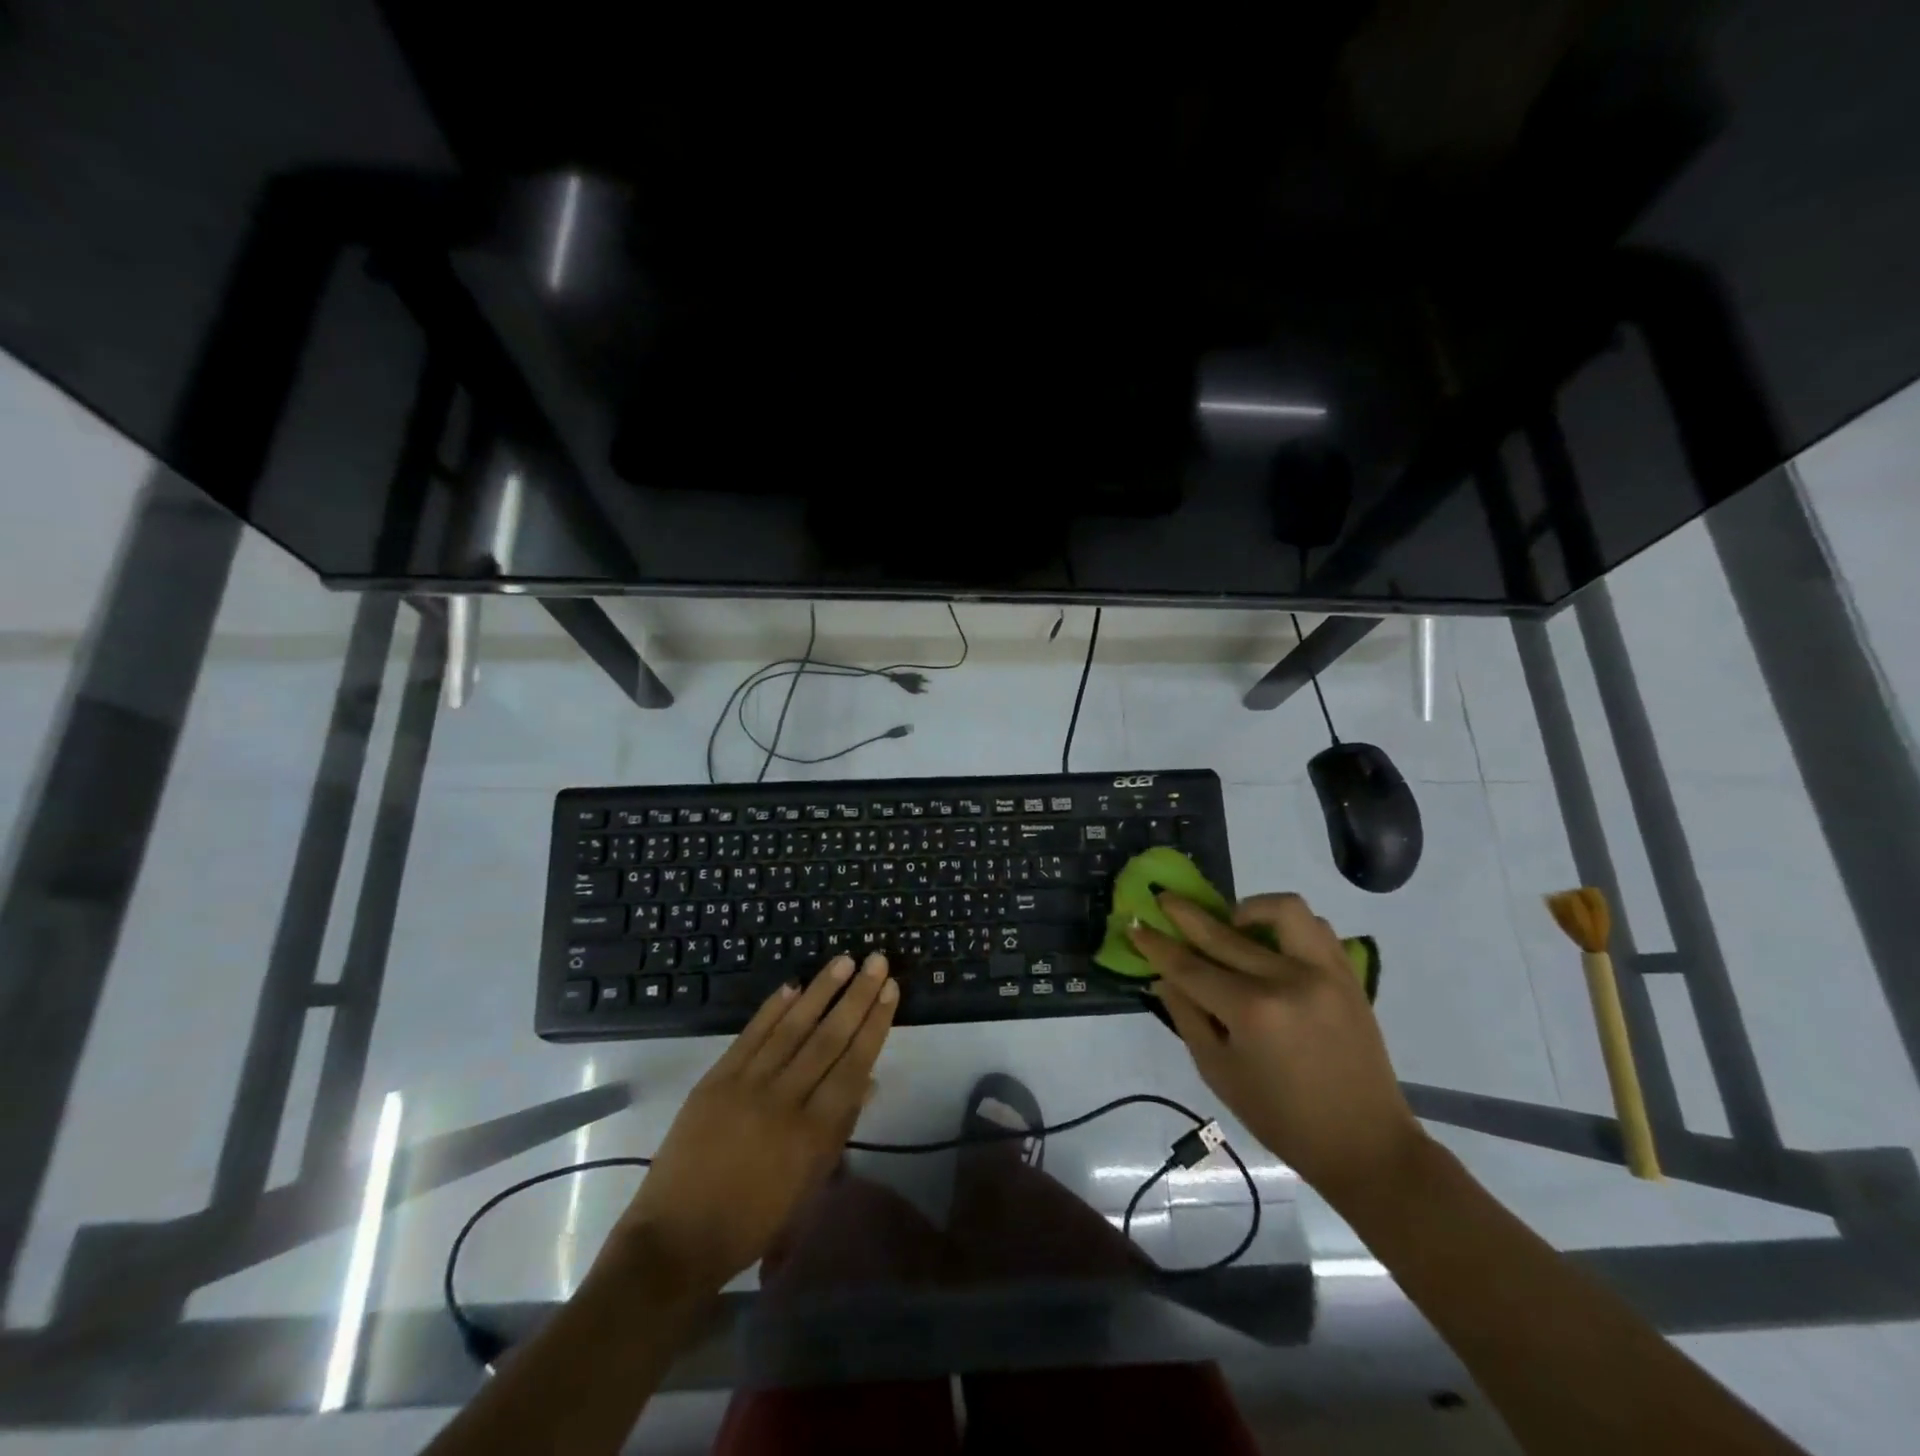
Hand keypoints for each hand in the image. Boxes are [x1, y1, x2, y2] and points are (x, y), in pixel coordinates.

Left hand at [607, 953, 897, 1298]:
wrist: (676, 1240)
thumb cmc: (753, 1222)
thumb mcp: (808, 1184)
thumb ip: (839, 1128)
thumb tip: (868, 1080)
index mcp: (813, 1133)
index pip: (854, 1064)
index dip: (874, 1024)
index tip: (890, 990)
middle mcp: (784, 1100)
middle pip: (828, 1038)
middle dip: (856, 996)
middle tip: (876, 961)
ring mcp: (746, 1085)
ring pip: (792, 1028)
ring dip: (820, 991)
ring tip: (843, 961)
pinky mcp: (715, 1080)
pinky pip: (750, 1036)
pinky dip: (772, 1009)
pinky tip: (792, 986)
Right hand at [1129, 892, 1424, 1207]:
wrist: (1366, 1144)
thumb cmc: (1282, 1118)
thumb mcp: (1219, 1074)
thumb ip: (1188, 1018)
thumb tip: (1163, 976)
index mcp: (1252, 1012)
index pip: (1190, 967)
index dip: (1157, 946)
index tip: (1135, 925)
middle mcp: (1287, 980)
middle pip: (1224, 932)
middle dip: (1185, 914)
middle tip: (1164, 899)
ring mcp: (1323, 972)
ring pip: (1283, 910)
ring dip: (1248, 908)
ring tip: (1232, 921)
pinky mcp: (1348, 974)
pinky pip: (1316, 927)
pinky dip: (1288, 925)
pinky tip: (1272, 942)